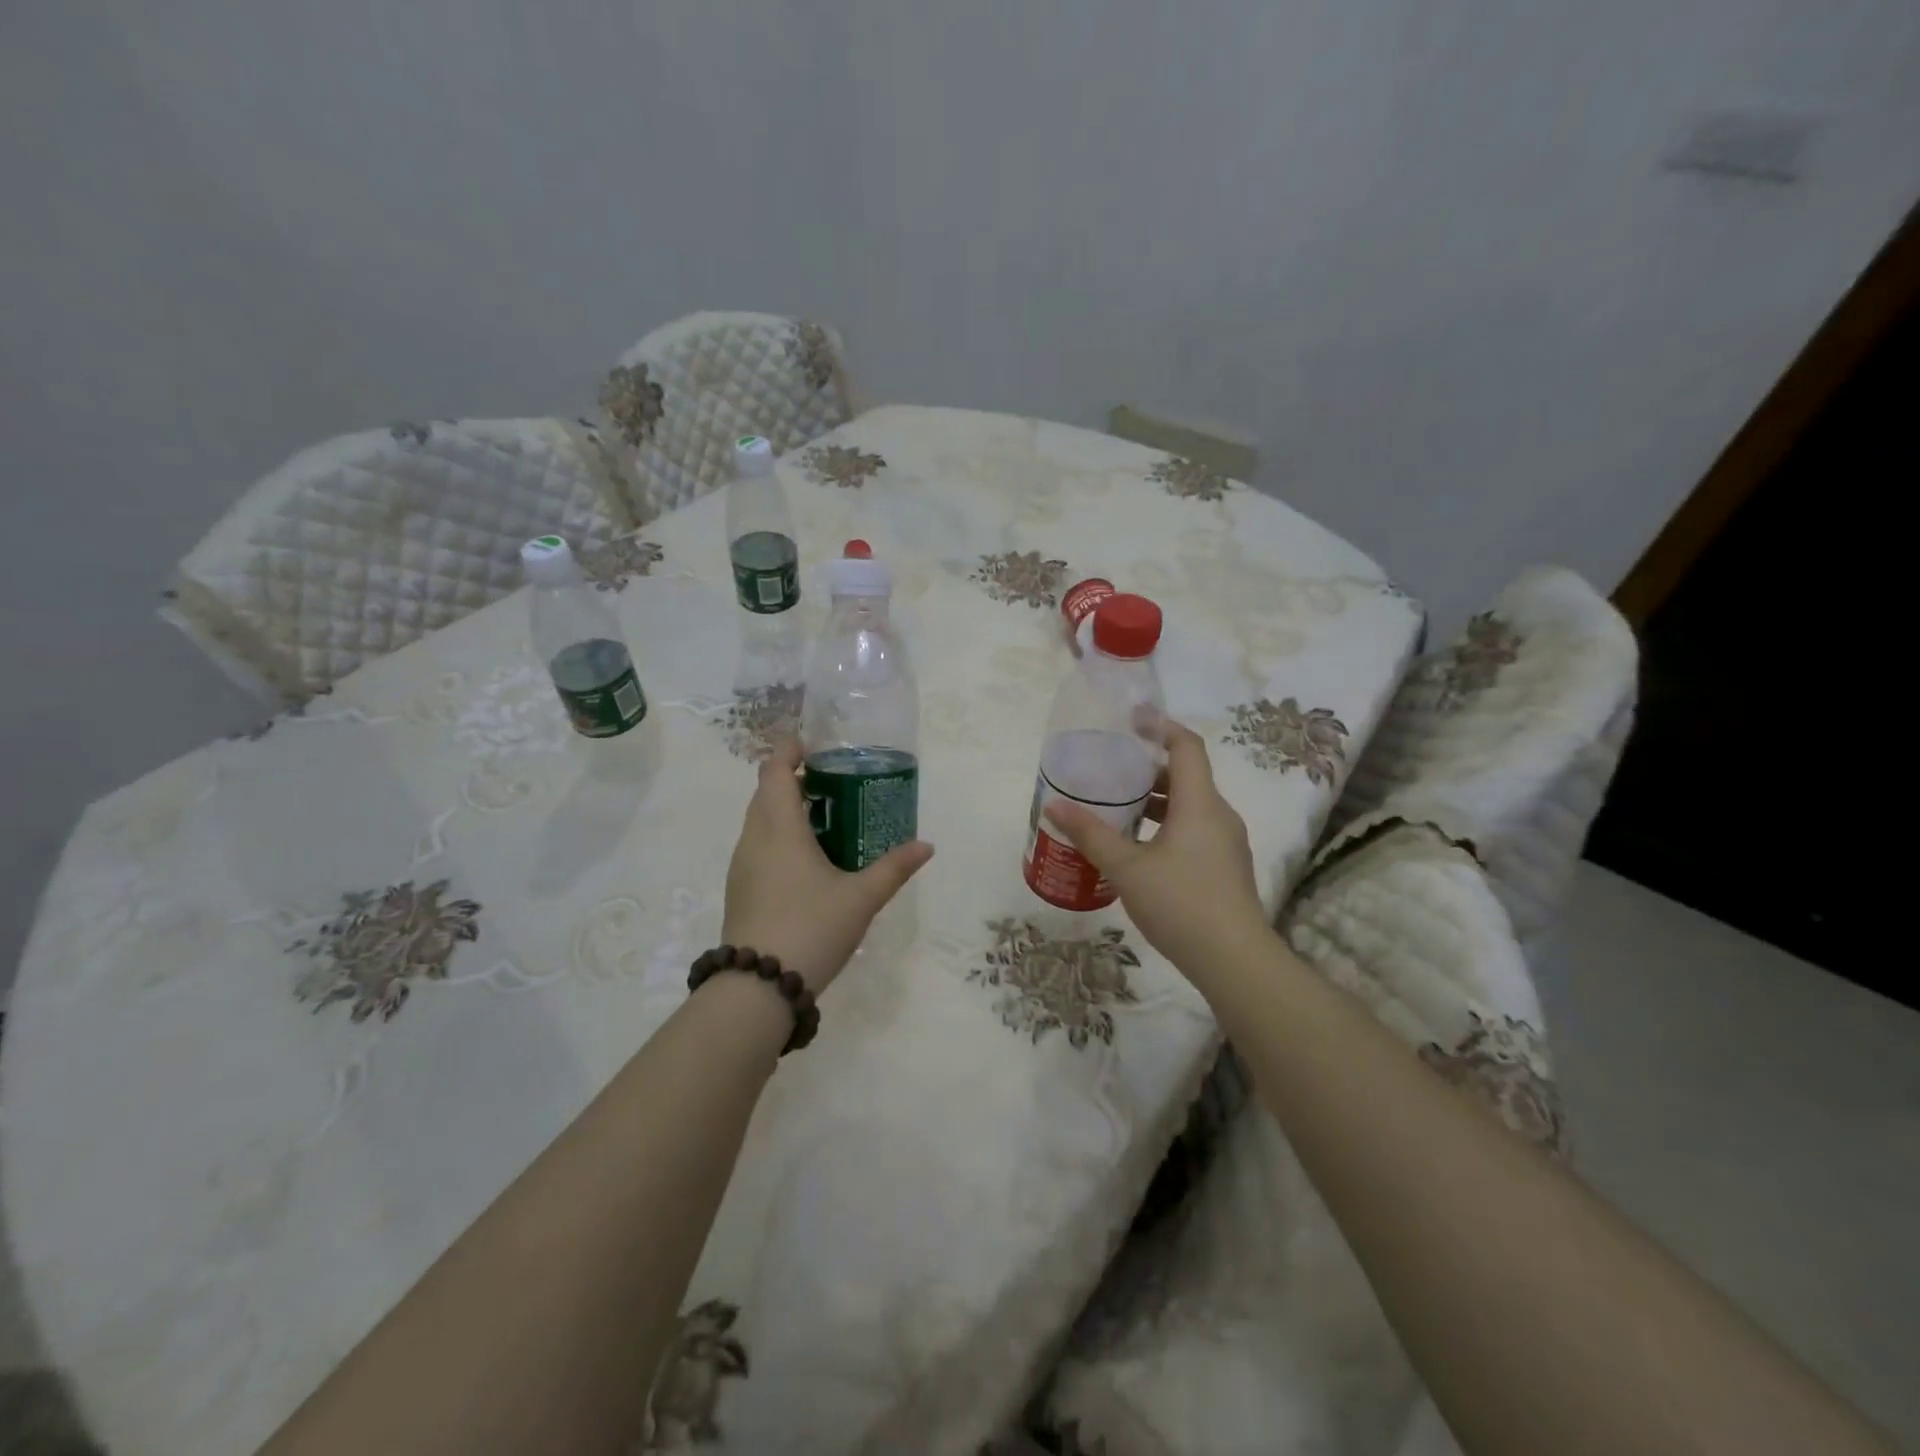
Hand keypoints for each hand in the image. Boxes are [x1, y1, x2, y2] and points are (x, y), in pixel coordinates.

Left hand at [721, 739, 933, 993]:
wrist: (757, 988)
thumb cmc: (811, 928)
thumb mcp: (861, 898)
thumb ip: (894, 868)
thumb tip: (926, 846)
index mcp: (779, 828)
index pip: (774, 770)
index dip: (790, 750)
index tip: (814, 746)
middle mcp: (754, 838)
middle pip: (766, 792)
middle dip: (794, 779)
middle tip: (833, 782)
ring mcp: (742, 865)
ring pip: (760, 820)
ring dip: (785, 809)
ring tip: (825, 818)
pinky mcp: (740, 889)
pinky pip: (758, 845)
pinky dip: (779, 836)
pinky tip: (808, 860)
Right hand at [1044, 720, 1268, 977]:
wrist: (1234, 961)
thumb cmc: (1180, 904)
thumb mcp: (1126, 868)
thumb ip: (1091, 834)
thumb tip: (1054, 806)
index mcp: (1200, 803)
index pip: (1187, 746)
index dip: (1161, 727)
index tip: (1132, 720)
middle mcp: (1219, 815)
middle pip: (1186, 775)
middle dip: (1149, 768)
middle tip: (1111, 768)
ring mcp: (1227, 842)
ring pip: (1190, 805)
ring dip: (1156, 800)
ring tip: (1117, 807)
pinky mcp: (1225, 867)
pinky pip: (1195, 829)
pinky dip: (1167, 824)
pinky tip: (1139, 847)